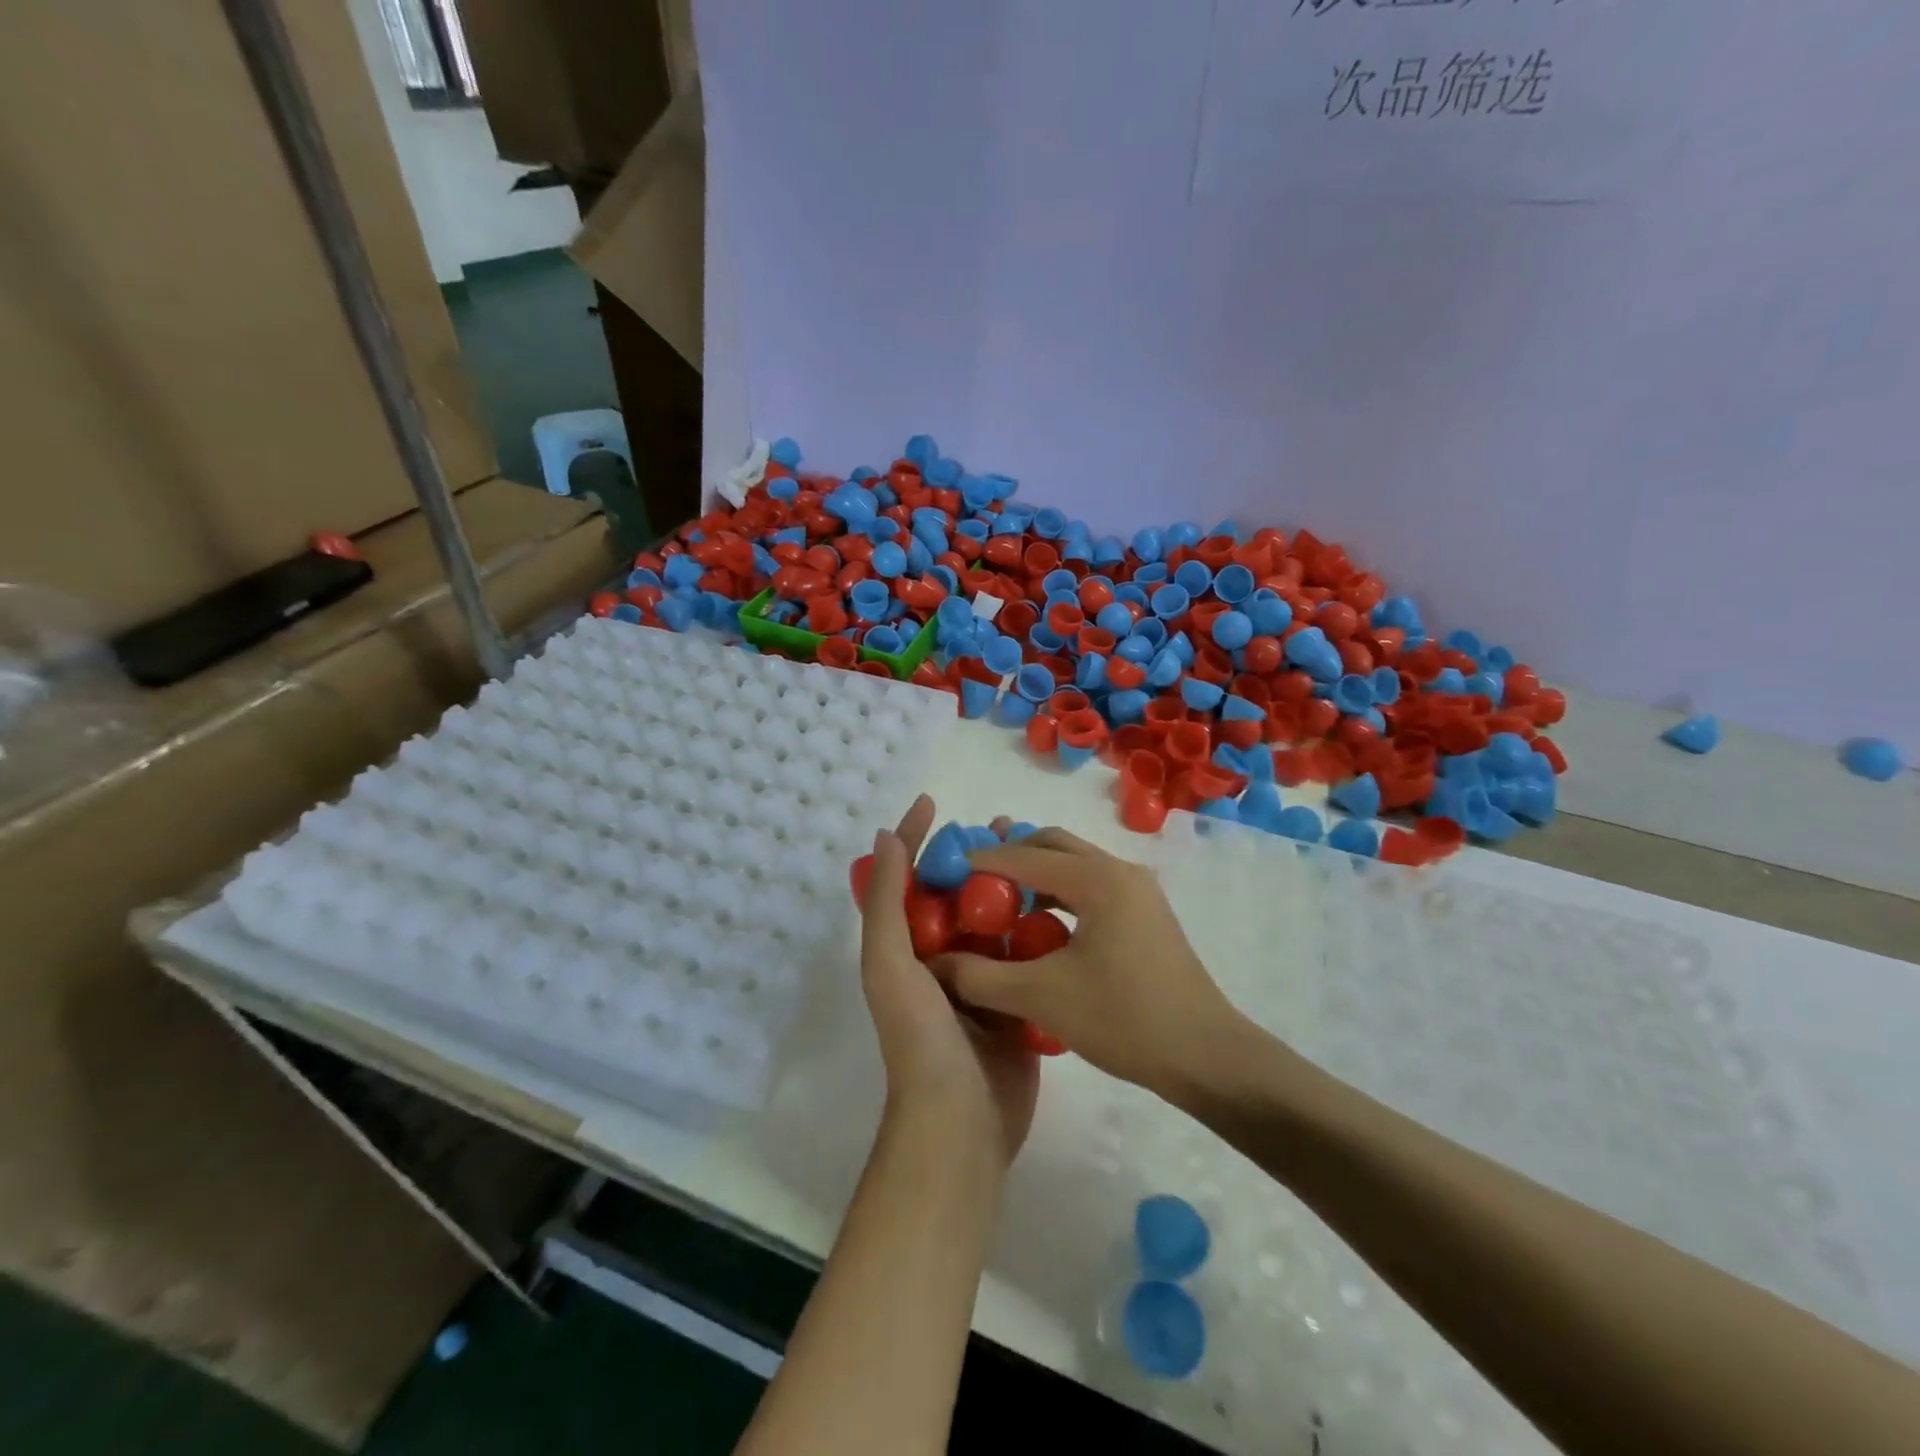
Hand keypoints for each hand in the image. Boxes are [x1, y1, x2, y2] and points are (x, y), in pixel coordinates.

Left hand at [859, 796, 1038, 1167]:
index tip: (935, 803)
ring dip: (1011, 889)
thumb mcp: (889, 966)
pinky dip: (1038, 928)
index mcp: (904, 948)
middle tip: (1004, 827)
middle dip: (973, 858)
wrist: (962, 1125)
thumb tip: (885, 837)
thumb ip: (886, 903)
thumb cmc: (920, 1039)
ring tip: (1039, 856)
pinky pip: (1026, 954)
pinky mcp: (1016, 1002)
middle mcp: (939, 959)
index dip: (915, 839)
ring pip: (995, 920)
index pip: (906, 879)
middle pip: (955, 894)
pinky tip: (1063, 904)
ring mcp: (980, 981)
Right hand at [930, 828, 1242, 1100]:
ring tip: (996, 898)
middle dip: (1008, 854)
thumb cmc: (1125, 1020)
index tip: (943, 874)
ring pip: (1073, 864)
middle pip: (1051, 844)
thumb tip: (934, 965)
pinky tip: (1037, 925)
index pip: (1023, 856)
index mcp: (1097, 879)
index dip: (979, 861)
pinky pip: (1090, 886)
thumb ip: (981, 977)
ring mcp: (1137, 891)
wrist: (1206, 1057)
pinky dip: (1058, 894)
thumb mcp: (1042, 998)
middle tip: (969, 878)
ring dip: (1034, 873)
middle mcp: (1119, 871)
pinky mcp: (1145, 914)